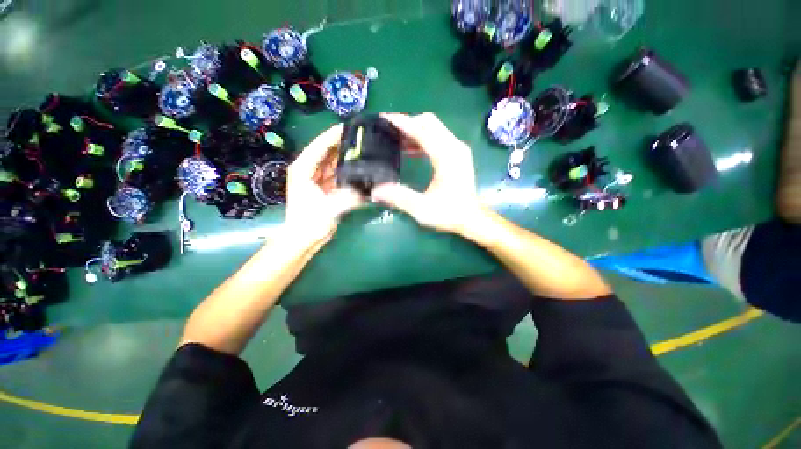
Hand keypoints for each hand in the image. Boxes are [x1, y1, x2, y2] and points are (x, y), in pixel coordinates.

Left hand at [284, 124, 364, 248]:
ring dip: (347, 156)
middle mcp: (309, 169)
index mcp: (303, 168)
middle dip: (344, 144)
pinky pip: (338, 173)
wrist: (304, 240)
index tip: (352, 127)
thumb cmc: (309, 223)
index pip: (320, 145)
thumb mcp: (330, 208)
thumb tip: (368, 189)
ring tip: (365, 150)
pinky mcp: (325, 186)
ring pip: (333, 161)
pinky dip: (347, 170)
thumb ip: (349, 197)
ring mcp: (317, 178)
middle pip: (327, 151)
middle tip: (364, 139)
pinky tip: (360, 167)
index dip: (334, 135)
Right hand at [371, 113, 485, 234]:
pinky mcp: (457, 155)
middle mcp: (454, 147)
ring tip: (395, 139)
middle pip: (429, 122)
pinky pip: (438, 138)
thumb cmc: (450, 213)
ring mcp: (457, 149)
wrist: (472, 218)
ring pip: (434, 128)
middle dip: (408, 122)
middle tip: (388, 130)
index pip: (422, 130)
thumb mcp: (422, 209)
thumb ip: (399, 198)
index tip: (384, 119)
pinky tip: (409, 150)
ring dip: (415, 130)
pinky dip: (423, 139)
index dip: (403, 123)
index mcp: (446, 156)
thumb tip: (375, 191)